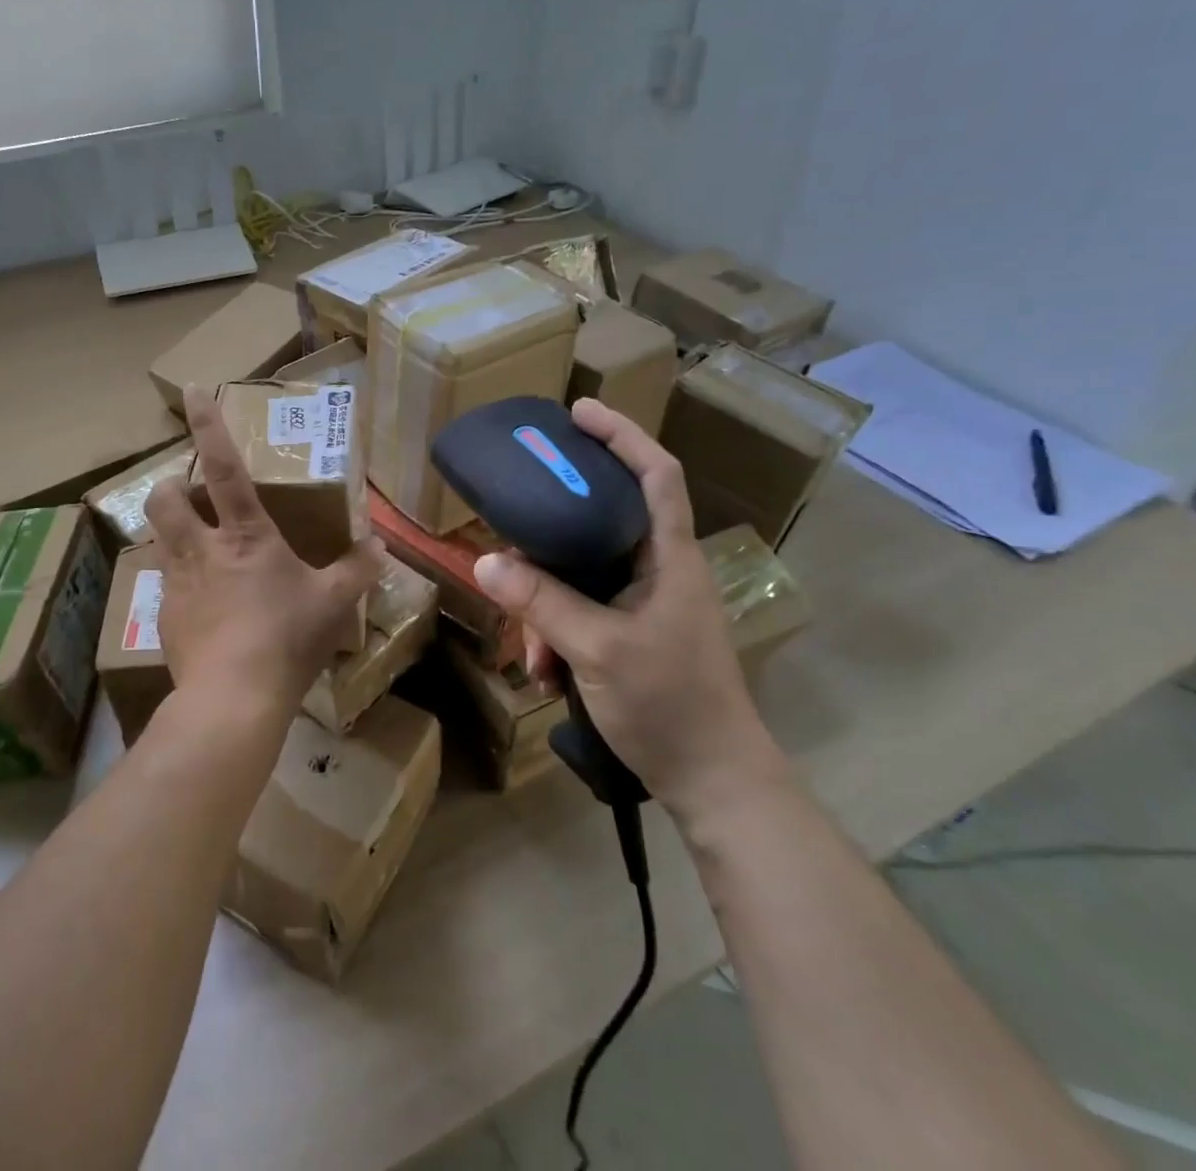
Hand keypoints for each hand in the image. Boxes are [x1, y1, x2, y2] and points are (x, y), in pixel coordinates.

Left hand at [143, 385, 381, 712]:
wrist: (231, 700)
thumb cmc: (286, 639)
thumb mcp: (333, 603)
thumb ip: (358, 570)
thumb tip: (379, 547)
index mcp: (245, 535)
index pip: (224, 466)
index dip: (207, 425)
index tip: (192, 390)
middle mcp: (202, 549)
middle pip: (165, 498)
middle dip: (173, 485)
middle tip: (193, 494)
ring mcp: (176, 582)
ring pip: (158, 537)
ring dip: (174, 531)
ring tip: (201, 548)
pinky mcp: (164, 616)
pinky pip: (166, 583)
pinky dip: (181, 580)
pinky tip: (205, 607)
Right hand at [471, 398, 786, 818]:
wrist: (712, 783)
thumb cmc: (671, 704)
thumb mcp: (597, 649)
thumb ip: (541, 602)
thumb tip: (482, 561)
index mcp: (669, 556)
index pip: (656, 473)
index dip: (622, 435)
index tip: (577, 412)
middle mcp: (658, 569)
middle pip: (600, 522)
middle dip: (551, 540)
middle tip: (513, 539)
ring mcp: (645, 604)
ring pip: (581, 576)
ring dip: (546, 606)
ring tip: (532, 652)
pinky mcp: (632, 633)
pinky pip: (581, 611)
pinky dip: (557, 633)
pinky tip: (545, 671)